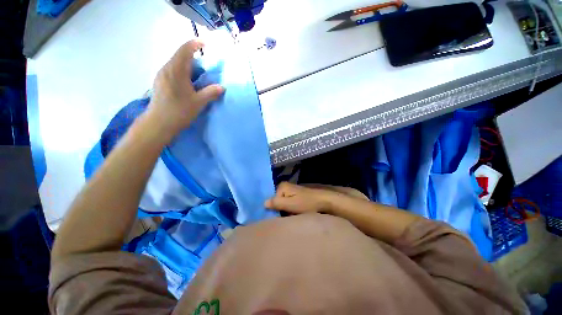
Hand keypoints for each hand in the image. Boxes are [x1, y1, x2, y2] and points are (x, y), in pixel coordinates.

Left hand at [147, 40, 223, 139]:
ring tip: (198, 75)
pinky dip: (182, 71)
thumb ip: (211, 93)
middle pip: (179, 55)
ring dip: (187, 65)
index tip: (205, 43)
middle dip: (193, 56)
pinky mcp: (159, 82)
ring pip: (175, 63)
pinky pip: (172, 70)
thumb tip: (222, 87)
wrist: (159, 123)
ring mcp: (161, 75)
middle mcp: (166, 69)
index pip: (185, 50)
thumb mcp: (198, 102)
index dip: (195, 44)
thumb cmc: (179, 111)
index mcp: (176, 71)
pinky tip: (187, 83)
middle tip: (205, 66)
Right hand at [265, 182, 334, 213]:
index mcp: (282, 187)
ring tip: (290, 216)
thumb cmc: (306, 203)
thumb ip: (276, 203)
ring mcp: (291, 191)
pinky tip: (293, 213)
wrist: (323, 201)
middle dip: (280, 209)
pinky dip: (290, 209)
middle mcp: (285, 186)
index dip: (274, 209)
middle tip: (285, 216)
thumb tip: (263, 203)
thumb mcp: (290, 205)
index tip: (278, 216)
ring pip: (282, 203)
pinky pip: (288, 203)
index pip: (271, 200)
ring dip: (285, 210)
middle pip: (277, 201)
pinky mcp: (296, 195)